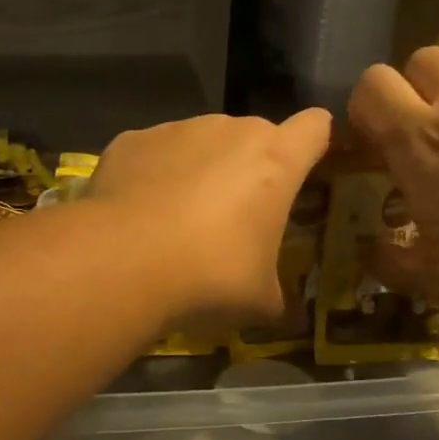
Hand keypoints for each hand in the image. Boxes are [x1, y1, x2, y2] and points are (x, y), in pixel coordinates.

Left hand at [85, 109, 331, 329]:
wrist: (122, 262)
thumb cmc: (210, 276)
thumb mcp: (260, 300)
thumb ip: (277, 295)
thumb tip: (283, 313)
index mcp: (275, 162)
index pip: (315, 127)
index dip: (315, 143)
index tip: (306, 170)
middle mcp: (229, 131)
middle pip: (255, 135)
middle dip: (251, 167)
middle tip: (236, 216)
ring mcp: (176, 130)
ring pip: (201, 141)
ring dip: (201, 168)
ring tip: (178, 219)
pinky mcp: (131, 140)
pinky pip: (154, 153)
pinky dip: (153, 174)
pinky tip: (138, 214)